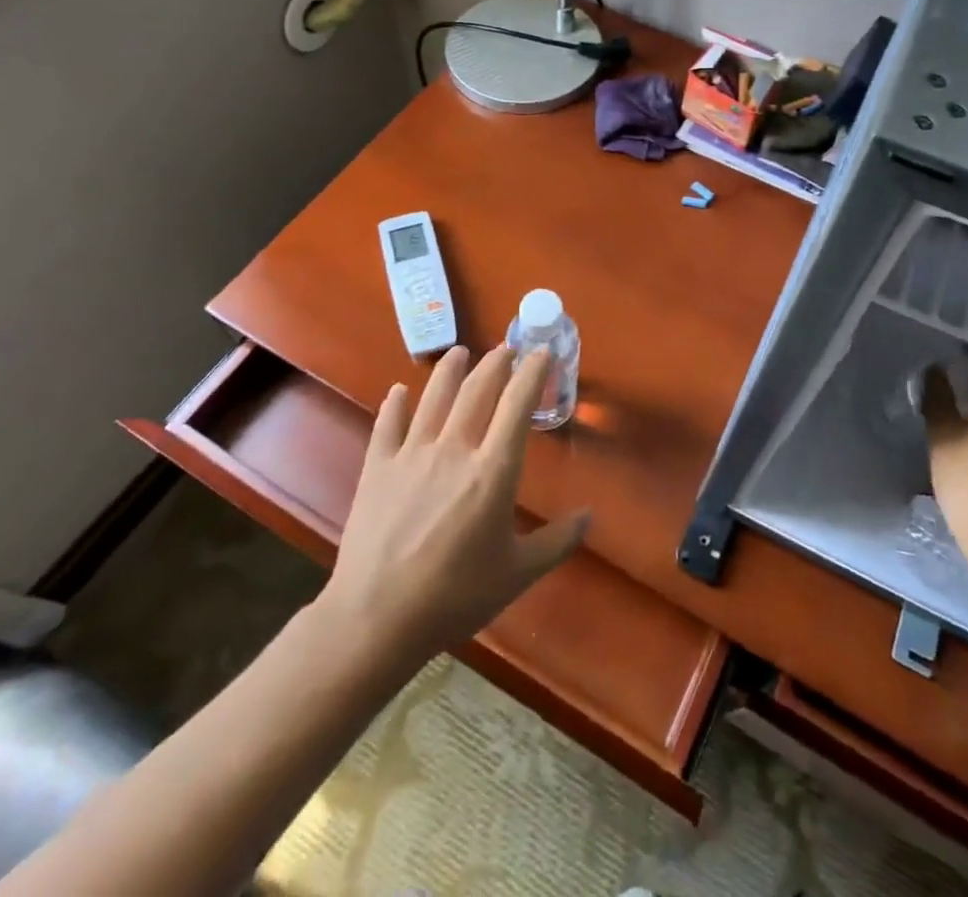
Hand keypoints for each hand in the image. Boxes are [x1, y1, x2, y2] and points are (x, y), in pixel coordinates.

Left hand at [324, 345, 590, 663]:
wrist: (377, 619)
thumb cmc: (455, 597)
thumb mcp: (517, 574)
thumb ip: (557, 541)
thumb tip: (589, 516)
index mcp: (492, 471)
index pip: (517, 406)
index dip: (532, 374)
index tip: (542, 352)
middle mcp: (454, 450)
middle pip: (477, 391)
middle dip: (495, 363)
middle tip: (506, 348)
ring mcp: (411, 455)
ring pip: (434, 398)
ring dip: (450, 370)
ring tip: (459, 351)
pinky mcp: (377, 468)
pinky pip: (388, 425)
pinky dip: (395, 405)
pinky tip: (399, 391)